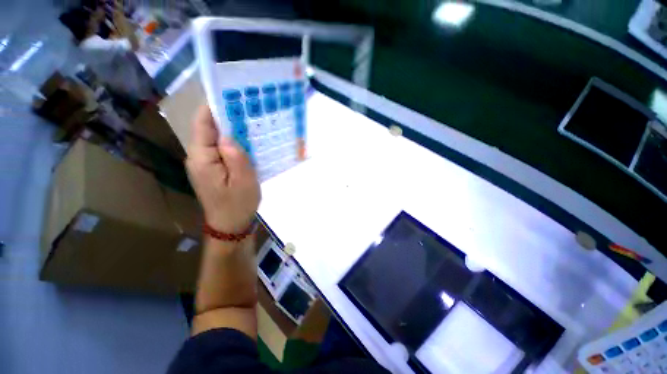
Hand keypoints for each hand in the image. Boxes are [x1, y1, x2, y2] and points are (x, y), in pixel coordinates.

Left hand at [186, 106, 260, 233]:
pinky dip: (234, 143)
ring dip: (233, 131)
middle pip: (209, 128)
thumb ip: (236, 156)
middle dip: (228, 117)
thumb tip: (229, 134)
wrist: (230, 225)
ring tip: (253, 124)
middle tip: (250, 111)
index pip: (203, 123)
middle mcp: (198, 156)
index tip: (234, 96)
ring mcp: (205, 163)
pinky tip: (249, 144)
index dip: (216, 107)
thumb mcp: (244, 181)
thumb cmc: (238, 204)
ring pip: (217, 138)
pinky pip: (221, 149)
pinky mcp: (213, 168)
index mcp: (202, 157)